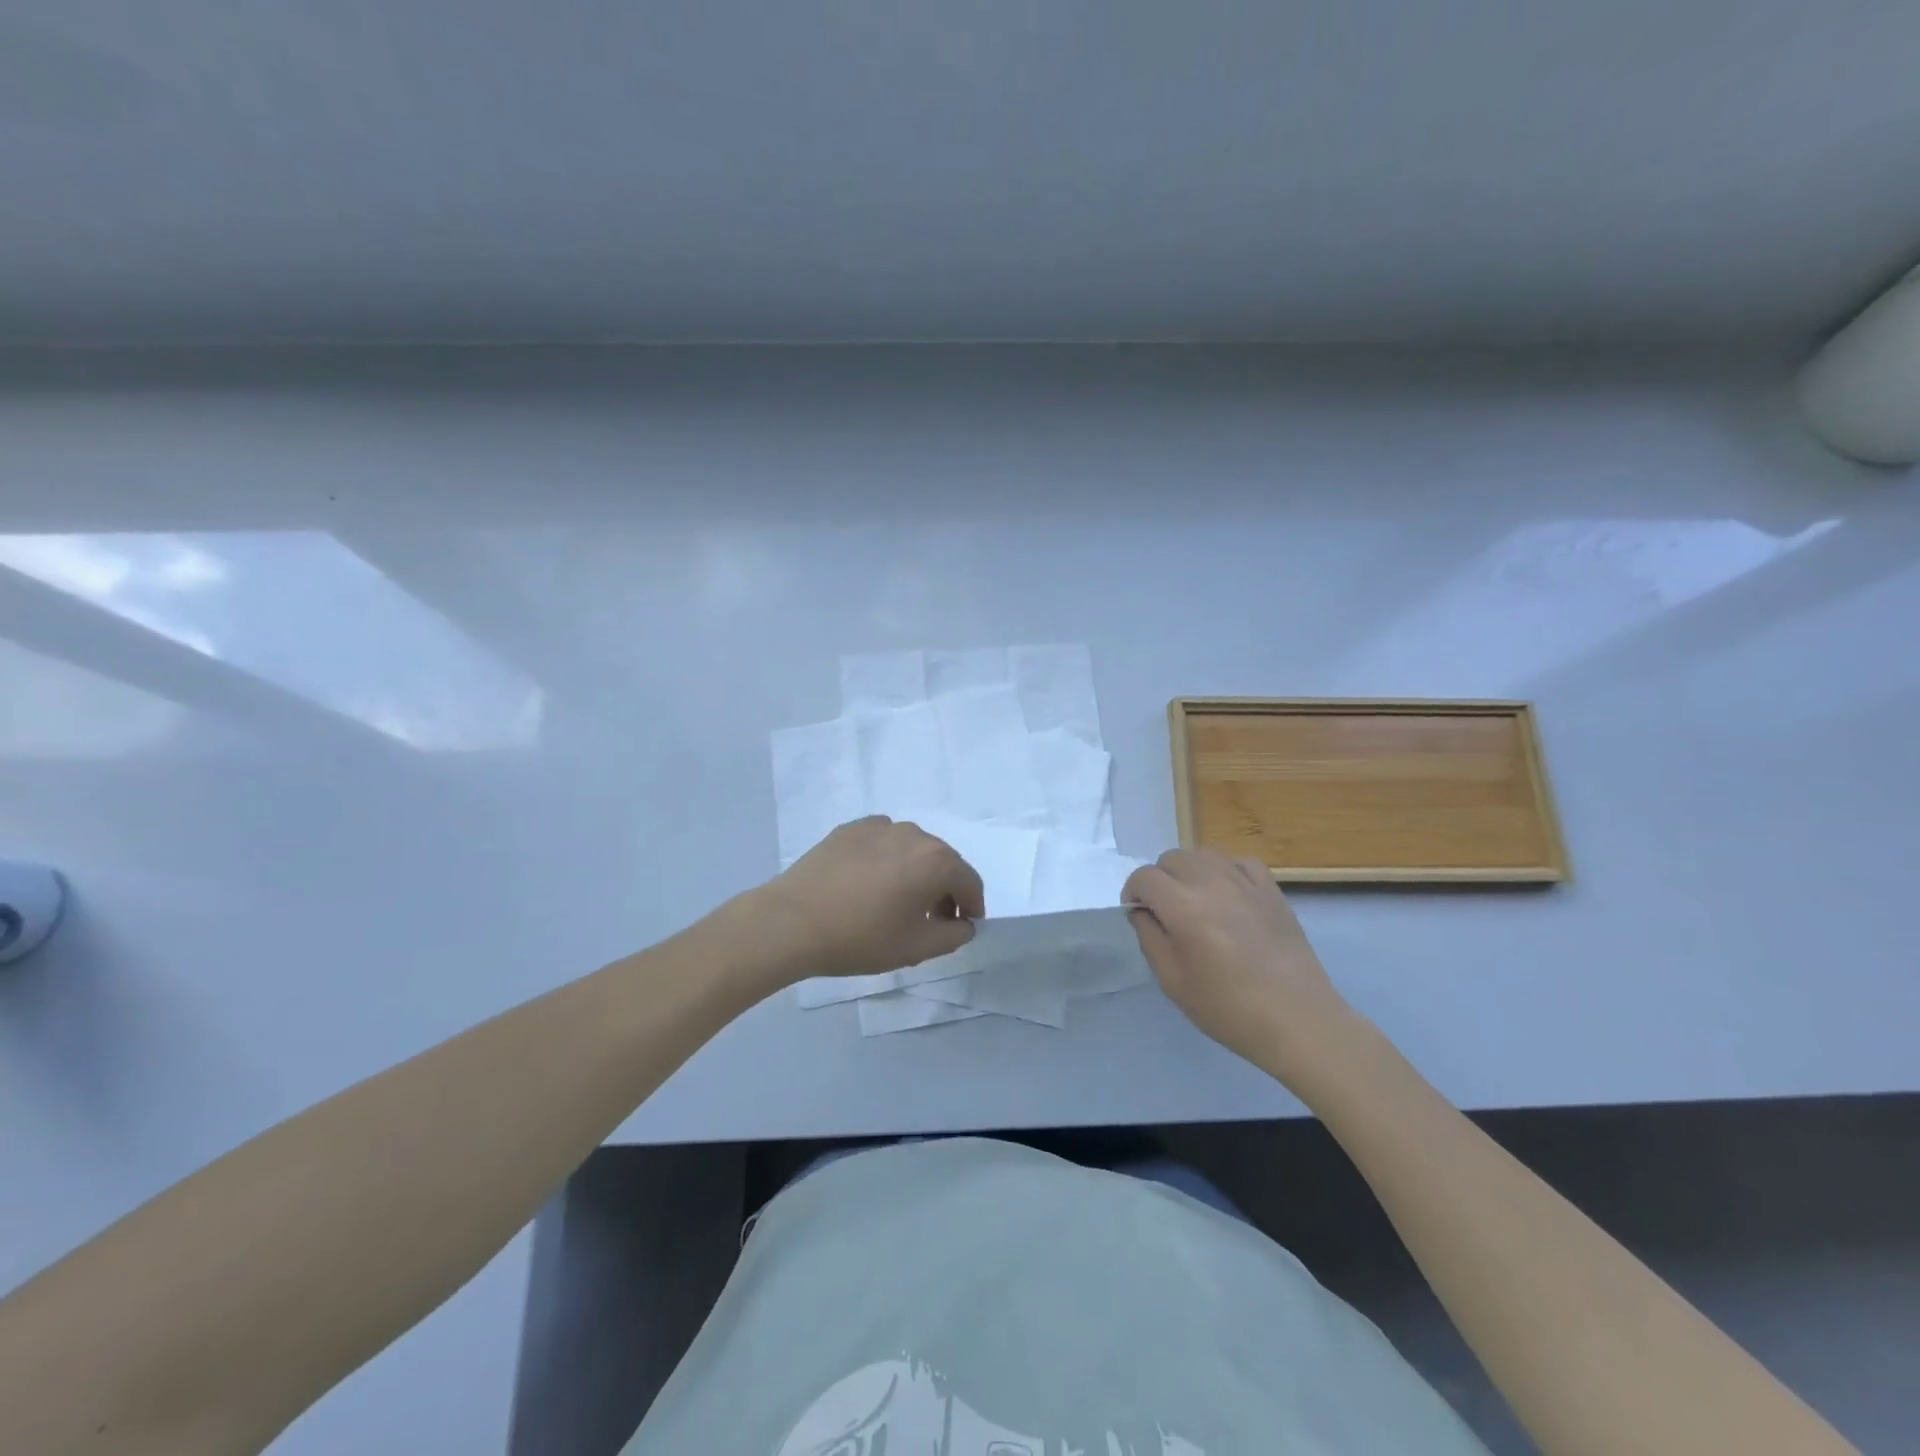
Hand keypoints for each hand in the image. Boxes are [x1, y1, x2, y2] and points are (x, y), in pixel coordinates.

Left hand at [757, 817, 985, 980]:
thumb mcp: (916, 948)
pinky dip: (887, 860)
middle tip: (931, 920)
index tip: (962, 926)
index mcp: (935, 860)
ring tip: (896, 902)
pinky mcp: (850, 829)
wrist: (791, 921)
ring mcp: (879, 826)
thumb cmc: (860, 937)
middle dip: (944, 889)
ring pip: (911, 849)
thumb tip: (963, 923)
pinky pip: (882, 843)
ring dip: (915, 872)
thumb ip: (953, 935)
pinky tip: (868, 885)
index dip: (972, 906)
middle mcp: (913, 834)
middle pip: (942, 861)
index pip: (969, 881)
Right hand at [1124, 848, 1358, 1084]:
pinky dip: (1224, 870)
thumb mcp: (1172, 981)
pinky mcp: (1271, 889)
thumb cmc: (1229, 1008)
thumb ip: (1149, 937)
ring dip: (1189, 871)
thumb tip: (1142, 911)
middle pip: (1171, 858)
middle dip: (1160, 880)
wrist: (1298, 1020)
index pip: (1144, 877)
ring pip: (1203, 854)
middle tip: (1166, 912)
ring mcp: (1245, 882)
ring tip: (1196, 901)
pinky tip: (1228, 894)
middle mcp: (1212, 883)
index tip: (1139, 915)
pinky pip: (1238, 861)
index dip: (1133, 893)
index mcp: (1184, 908)